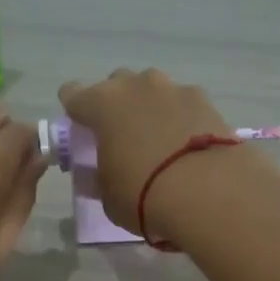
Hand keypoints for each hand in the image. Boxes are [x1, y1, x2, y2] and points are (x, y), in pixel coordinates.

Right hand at [58, 68, 244, 236]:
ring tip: (159, 141)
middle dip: (116, 105)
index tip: (82, 130)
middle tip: (122, 137)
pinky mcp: (205, 100)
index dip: (75, 111)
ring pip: (152, 90)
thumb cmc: (143, 196)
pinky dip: (180, 118)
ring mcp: (173, 89)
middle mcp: (135, 86)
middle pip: (116, 84)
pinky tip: (187, 144)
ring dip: (150, 108)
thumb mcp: (108, 194)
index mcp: (101, 104)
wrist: (207, 193)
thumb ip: (100, 174)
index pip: (73, 94)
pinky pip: (183, 103)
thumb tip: (104, 169)